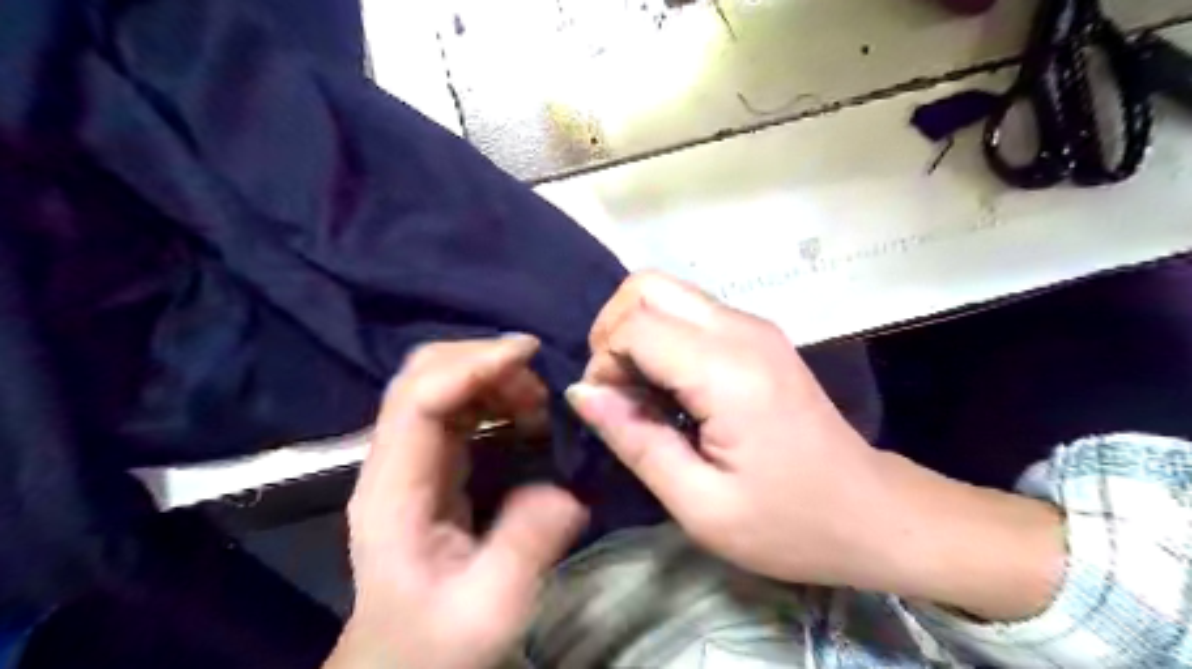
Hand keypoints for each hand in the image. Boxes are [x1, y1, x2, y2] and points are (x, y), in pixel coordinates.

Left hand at [324, 337, 584, 668]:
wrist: (400, 662)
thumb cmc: (437, 641)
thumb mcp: (490, 608)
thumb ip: (526, 546)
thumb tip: (566, 489)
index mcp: (394, 492)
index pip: (419, 400)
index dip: (471, 365)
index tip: (528, 354)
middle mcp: (392, 462)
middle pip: (420, 376)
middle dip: (482, 361)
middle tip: (539, 383)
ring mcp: (406, 460)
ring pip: (437, 383)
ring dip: (490, 376)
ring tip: (537, 403)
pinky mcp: (427, 464)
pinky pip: (454, 406)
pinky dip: (491, 394)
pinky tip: (522, 415)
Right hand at [565, 275, 882, 586]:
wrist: (871, 513)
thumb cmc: (788, 522)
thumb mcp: (699, 503)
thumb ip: (635, 439)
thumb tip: (581, 392)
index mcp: (728, 371)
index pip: (635, 325)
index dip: (604, 362)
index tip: (610, 411)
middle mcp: (741, 330)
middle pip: (647, 286)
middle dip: (613, 330)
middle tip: (617, 388)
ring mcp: (754, 326)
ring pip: (668, 292)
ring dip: (637, 332)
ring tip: (641, 391)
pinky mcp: (759, 335)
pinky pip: (691, 312)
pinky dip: (663, 337)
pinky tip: (670, 387)